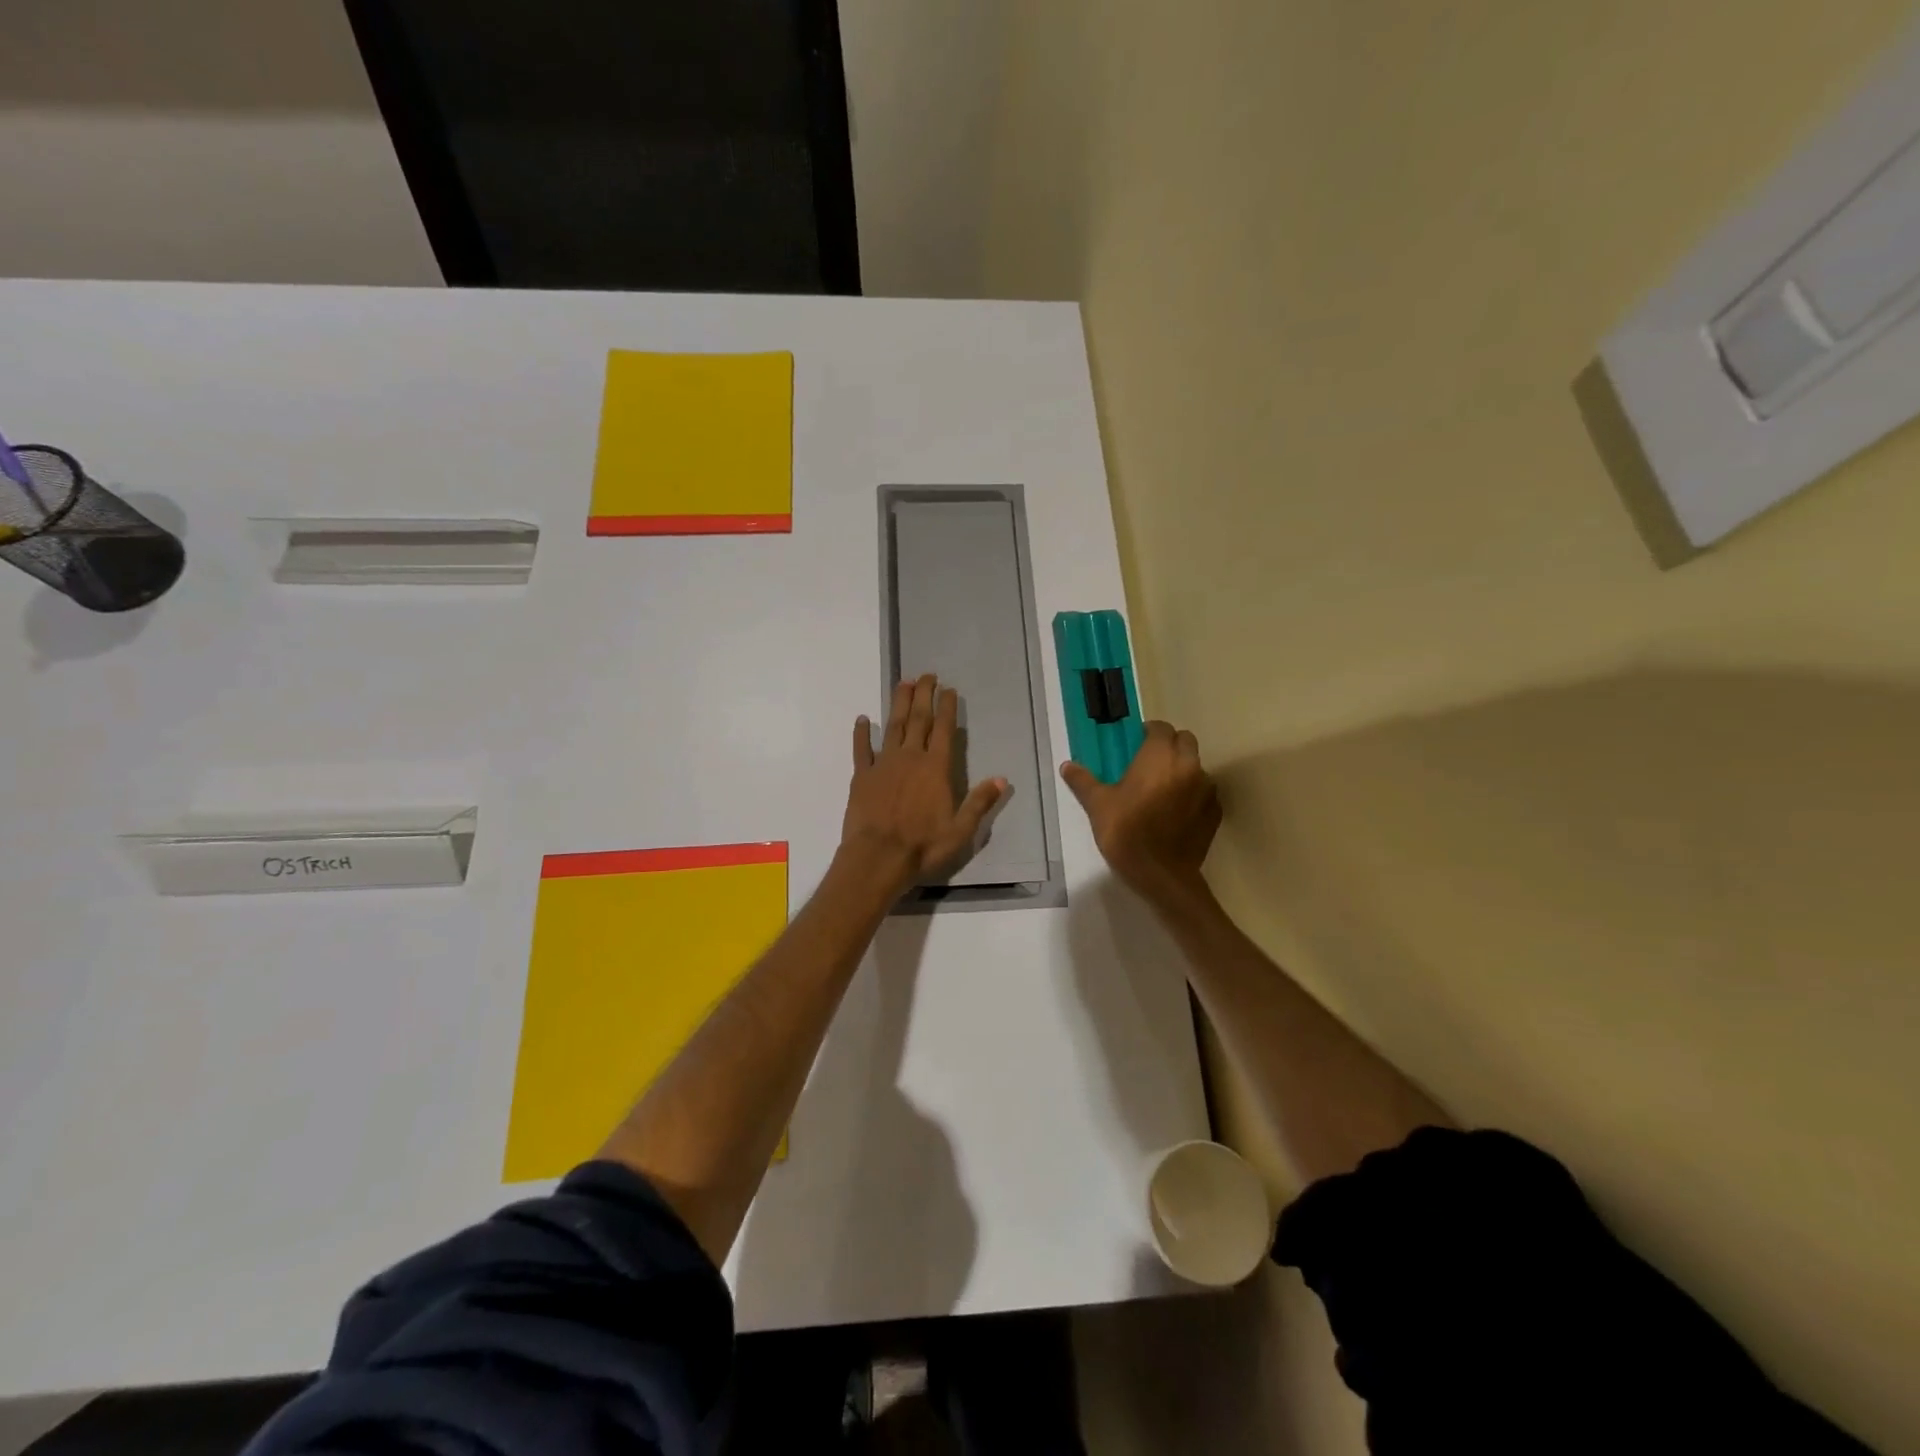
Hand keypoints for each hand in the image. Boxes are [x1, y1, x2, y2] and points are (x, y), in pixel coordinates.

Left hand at [841, 674, 1006, 897]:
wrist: (877, 857)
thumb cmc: (922, 846)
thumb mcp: (960, 830)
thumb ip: (979, 803)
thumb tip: (1002, 780)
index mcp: (935, 768)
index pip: (943, 730)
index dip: (947, 708)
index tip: (948, 689)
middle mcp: (910, 758)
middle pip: (918, 720)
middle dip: (924, 695)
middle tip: (927, 675)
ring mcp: (883, 764)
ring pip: (892, 726)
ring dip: (898, 704)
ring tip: (903, 683)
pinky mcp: (861, 776)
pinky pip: (861, 749)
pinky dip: (862, 733)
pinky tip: (862, 719)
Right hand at [1060, 720, 1220, 906]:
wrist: (1160, 875)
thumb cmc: (1126, 832)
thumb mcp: (1098, 805)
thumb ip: (1083, 781)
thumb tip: (1067, 766)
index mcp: (1159, 757)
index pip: (1161, 728)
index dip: (1149, 731)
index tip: (1136, 742)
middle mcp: (1188, 765)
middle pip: (1185, 741)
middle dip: (1170, 745)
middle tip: (1150, 762)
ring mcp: (1206, 789)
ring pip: (1197, 766)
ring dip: (1183, 769)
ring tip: (1163, 788)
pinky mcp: (1214, 812)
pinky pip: (1205, 792)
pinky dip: (1193, 794)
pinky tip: (1177, 810)